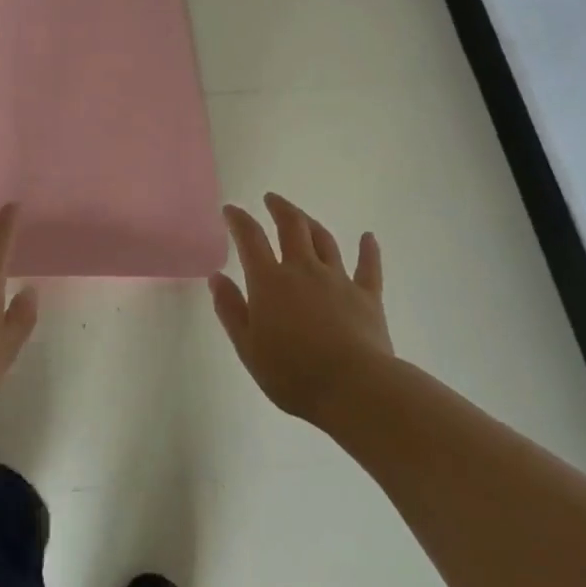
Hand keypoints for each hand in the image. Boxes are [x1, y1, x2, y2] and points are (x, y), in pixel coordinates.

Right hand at [209, 193, 392, 423]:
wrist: (354, 388)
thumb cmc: (293, 373)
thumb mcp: (248, 347)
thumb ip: (230, 309)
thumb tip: (217, 277)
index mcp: (270, 282)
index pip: (250, 239)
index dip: (239, 220)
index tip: (231, 210)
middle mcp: (303, 270)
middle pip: (292, 227)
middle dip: (279, 209)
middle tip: (271, 199)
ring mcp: (338, 280)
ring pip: (324, 240)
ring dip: (311, 223)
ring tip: (302, 217)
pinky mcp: (367, 296)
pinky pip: (368, 266)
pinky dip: (368, 250)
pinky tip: (368, 237)